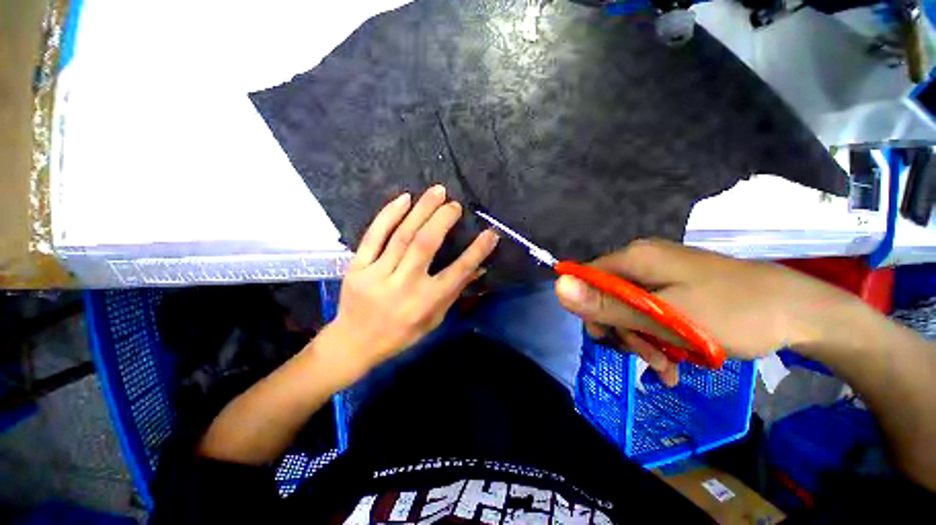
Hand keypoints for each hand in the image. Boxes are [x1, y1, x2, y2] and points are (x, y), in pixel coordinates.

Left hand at [327, 185, 498, 375]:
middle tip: (455, 204)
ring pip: (402, 235)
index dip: (477, 251)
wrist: (354, 343)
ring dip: (421, 210)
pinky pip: (374, 235)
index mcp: (425, 303)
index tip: (490, 233)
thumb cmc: (401, 334)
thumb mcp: (434, 319)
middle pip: (425, 244)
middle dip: (443, 219)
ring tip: (437, 192)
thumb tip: (478, 269)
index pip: (457, 272)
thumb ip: (454, 292)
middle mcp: (404, 286)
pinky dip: (389, 214)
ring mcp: (377, 274)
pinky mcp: (357, 267)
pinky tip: (404, 198)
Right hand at [554, 239, 859, 384]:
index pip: (587, 279)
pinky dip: (657, 338)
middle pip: (609, 297)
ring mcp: (660, 274)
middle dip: (622, 331)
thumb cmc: (734, 313)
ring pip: (630, 309)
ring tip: (667, 369)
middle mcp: (642, 261)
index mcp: (634, 258)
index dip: (589, 308)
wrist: (799, 312)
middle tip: (648, 360)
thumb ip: (607, 304)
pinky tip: (673, 363)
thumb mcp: (664, 317)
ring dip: (642, 341)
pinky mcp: (675, 288)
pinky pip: (651, 312)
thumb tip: (557, 285)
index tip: (607, 337)